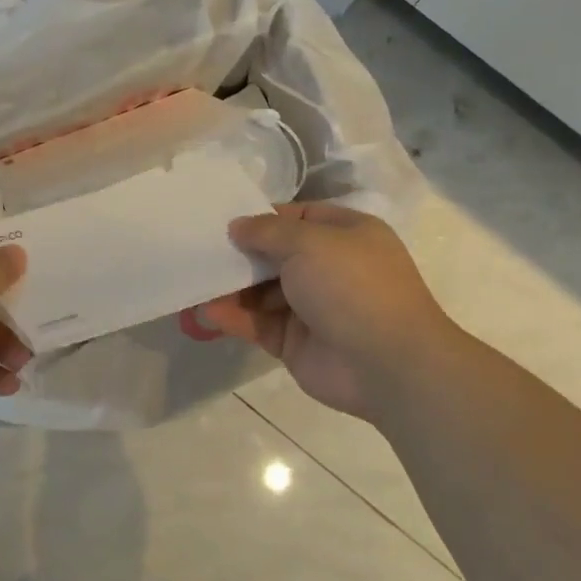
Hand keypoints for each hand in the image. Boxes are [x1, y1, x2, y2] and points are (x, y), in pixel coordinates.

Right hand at [192, 203, 454, 418]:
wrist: (386, 363)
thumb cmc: (352, 285)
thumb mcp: (309, 242)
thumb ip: (268, 231)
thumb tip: (238, 226)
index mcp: (345, 234)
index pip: (297, 217)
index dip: (261, 218)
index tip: (222, 221)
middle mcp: (329, 267)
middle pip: (274, 255)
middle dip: (239, 255)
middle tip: (197, 251)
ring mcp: (312, 307)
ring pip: (261, 292)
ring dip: (230, 288)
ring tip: (193, 283)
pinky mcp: (294, 341)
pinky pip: (258, 324)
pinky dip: (233, 318)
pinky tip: (206, 313)